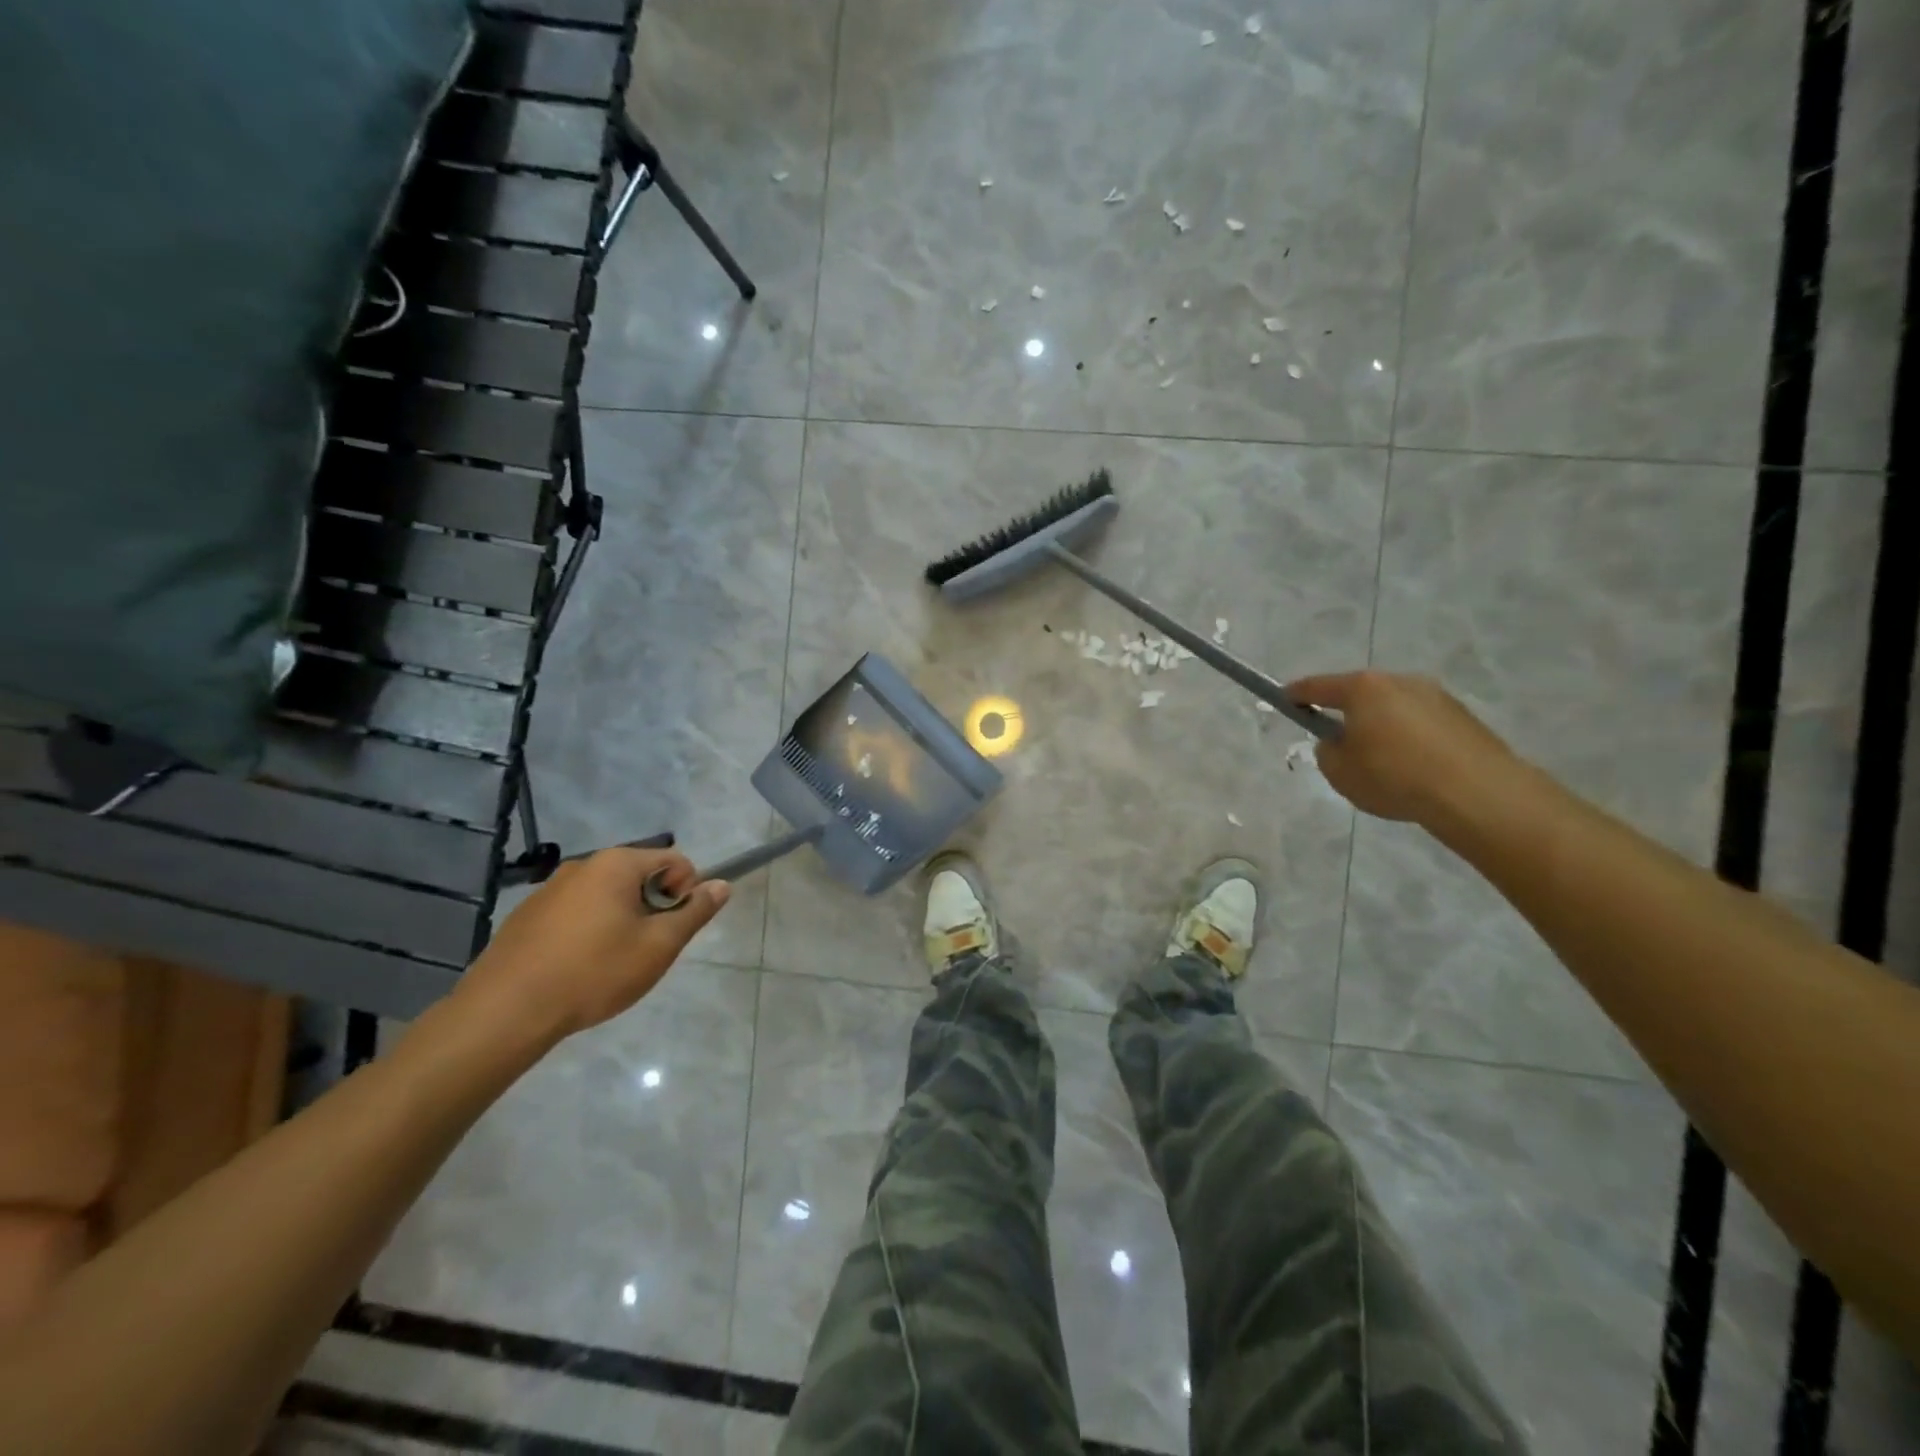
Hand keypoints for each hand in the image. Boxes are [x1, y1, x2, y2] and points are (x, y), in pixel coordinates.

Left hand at [453, 848, 730, 1043]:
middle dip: (653, 908)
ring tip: (611, 964)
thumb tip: (722, 885)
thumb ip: (694, 912)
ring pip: (607, 896)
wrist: (505, 1012)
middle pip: (640, 876)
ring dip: (622, 921)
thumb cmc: (594, 972)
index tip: (674, 930)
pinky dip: (589, 932)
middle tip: (646, 950)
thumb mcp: (658, 946)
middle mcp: (583, 865)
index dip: (686, 892)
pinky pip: (576, 913)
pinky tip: (578, 968)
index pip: (674, 860)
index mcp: (617, 864)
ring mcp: (549, 889)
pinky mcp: (527, 916)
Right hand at [1285, 671, 1520, 822]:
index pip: (1318, 686)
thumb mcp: (1339, 772)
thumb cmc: (1394, 777)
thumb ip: (1329, 751)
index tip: (1285, 699)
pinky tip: (1413, 769)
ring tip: (1382, 763)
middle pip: (1361, 694)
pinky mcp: (1463, 717)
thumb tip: (1341, 742)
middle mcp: (1401, 682)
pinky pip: (1422, 724)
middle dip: (1347, 712)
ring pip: (1394, 708)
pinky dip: (1410, 739)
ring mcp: (1437, 696)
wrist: (1476, 793)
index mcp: (1364, 689)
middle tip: (1339, 741)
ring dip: (1382, 726)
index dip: (1297, 694)